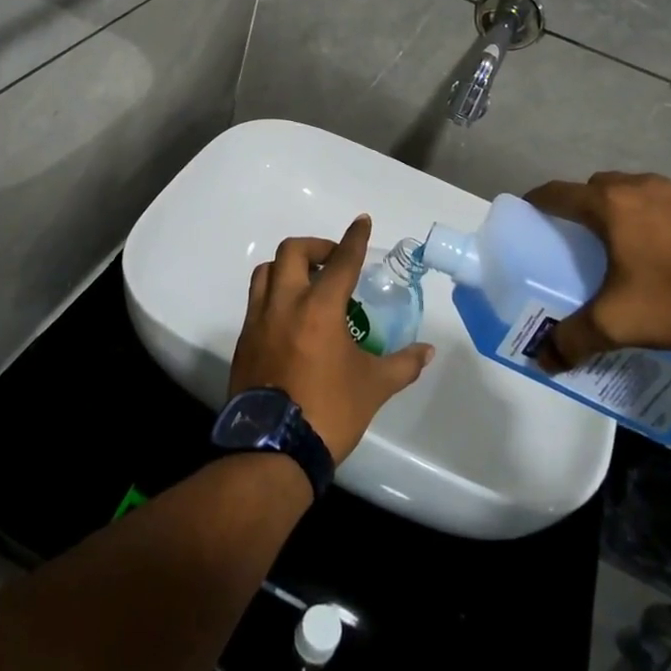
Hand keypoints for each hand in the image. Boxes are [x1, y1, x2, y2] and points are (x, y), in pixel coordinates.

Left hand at [230, 215, 434, 464]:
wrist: (273, 450)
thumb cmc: (329, 411)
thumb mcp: (374, 387)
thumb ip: (402, 364)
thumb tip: (427, 351)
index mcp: (320, 308)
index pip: (341, 260)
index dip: (354, 238)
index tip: (362, 221)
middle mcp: (285, 304)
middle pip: (292, 252)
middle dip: (316, 246)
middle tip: (333, 261)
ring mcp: (258, 321)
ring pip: (266, 272)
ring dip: (288, 267)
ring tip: (308, 282)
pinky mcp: (244, 341)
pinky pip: (256, 302)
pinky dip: (273, 295)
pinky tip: (290, 317)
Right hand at [523, 173, 670, 368]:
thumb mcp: (619, 324)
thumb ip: (574, 339)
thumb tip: (542, 359)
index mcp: (611, 206)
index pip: (558, 193)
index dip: (539, 201)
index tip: (531, 214)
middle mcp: (644, 186)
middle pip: (602, 186)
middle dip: (590, 206)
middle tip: (591, 239)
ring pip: (647, 191)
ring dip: (637, 209)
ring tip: (647, 246)